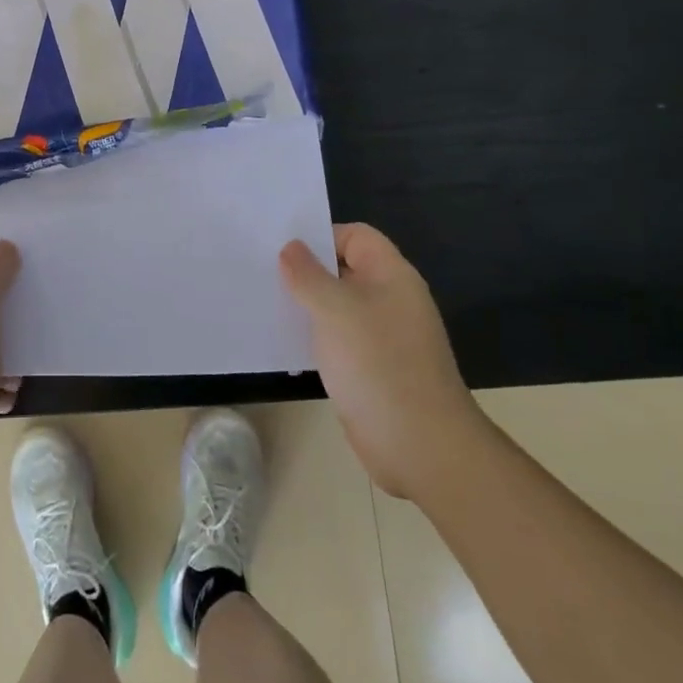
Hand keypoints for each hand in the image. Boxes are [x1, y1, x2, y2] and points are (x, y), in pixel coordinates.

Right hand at [281, 224, 483, 501]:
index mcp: (391, 276)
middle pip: (344, 270)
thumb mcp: (335, 310)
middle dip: (306, 271)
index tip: (282, 250)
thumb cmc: (378, 364)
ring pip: (337, 307)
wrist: (420, 445)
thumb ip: (308, 275)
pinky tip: (284, 345)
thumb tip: (291, 248)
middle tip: (262, 273)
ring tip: (265, 304)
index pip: (356, 236)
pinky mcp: (371, 369)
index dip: (321, 237)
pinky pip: (337, 341)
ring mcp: (382, 337)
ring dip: (306, 306)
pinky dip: (313, 338)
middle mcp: (390, 300)